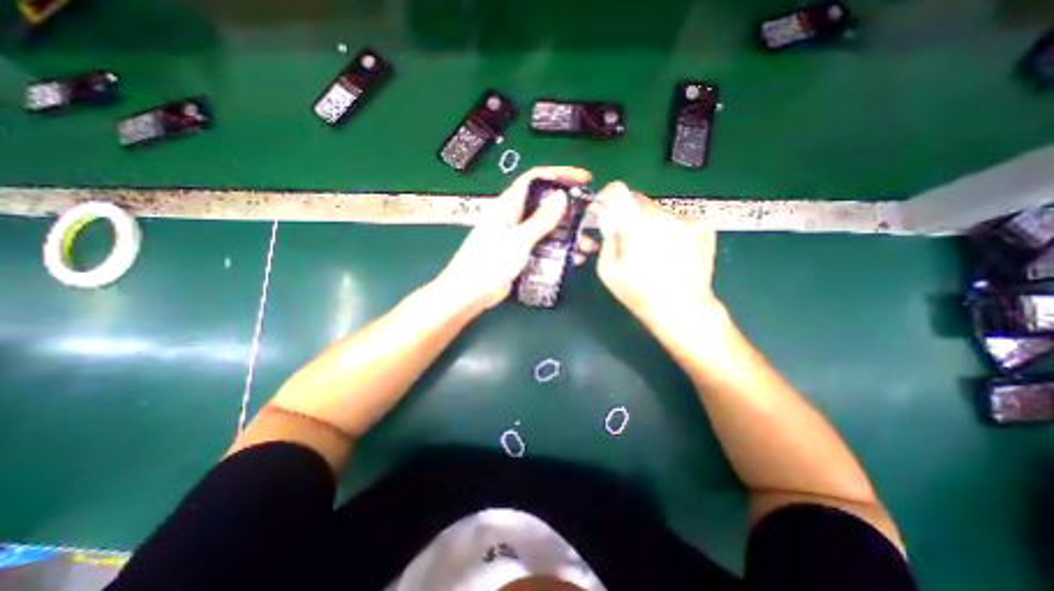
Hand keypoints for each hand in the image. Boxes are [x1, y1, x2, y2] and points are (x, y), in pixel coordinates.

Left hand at [433, 165, 591, 309]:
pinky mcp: (523, 254)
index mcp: (508, 205)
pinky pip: (545, 247)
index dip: (560, 174)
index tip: (585, 178)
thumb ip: (540, 220)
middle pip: (546, 205)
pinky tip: (575, 259)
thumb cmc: (488, 263)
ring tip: (588, 244)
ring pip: (549, 229)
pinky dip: (560, 251)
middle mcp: (515, 217)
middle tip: (592, 216)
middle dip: (571, 209)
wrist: (470, 294)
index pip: (536, 179)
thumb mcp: (517, 240)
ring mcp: (519, 237)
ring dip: (569, 234)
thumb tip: (561, 196)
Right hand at [589, 181, 719, 326]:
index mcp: (636, 226)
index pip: (618, 191)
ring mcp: (687, 220)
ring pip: (659, 211)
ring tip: (655, 253)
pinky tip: (673, 253)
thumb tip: (609, 220)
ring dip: (651, 224)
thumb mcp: (608, 271)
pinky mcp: (703, 227)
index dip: (607, 197)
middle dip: (629, 215)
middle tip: (630, 240)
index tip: (605, 210)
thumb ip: (607, 239)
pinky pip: (678, 221)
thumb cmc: (639, 293)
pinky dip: (671, 231)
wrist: (683, 309)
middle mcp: (663, 215)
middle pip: (639, 201)